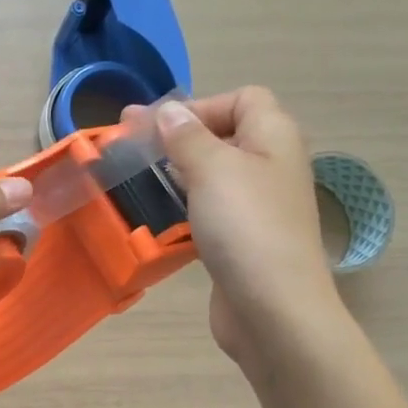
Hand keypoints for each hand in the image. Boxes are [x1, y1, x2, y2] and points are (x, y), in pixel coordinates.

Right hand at [139, 91, 343, 369]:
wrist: (272, 309)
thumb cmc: (245, 226)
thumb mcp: (212, 169)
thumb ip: (186, 136)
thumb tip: (168, 111)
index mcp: (274, 138)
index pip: (243, 99)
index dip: (200, 106)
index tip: (158, 129)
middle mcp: (271, 166)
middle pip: (226, 136)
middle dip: (180, 139)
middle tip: (133, 150)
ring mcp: (258, 207)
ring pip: (215, 176)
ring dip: (179, 175)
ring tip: (138, 182)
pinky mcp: (243, 241)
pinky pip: (211, 211)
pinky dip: (186, 208)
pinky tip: (160, 219)